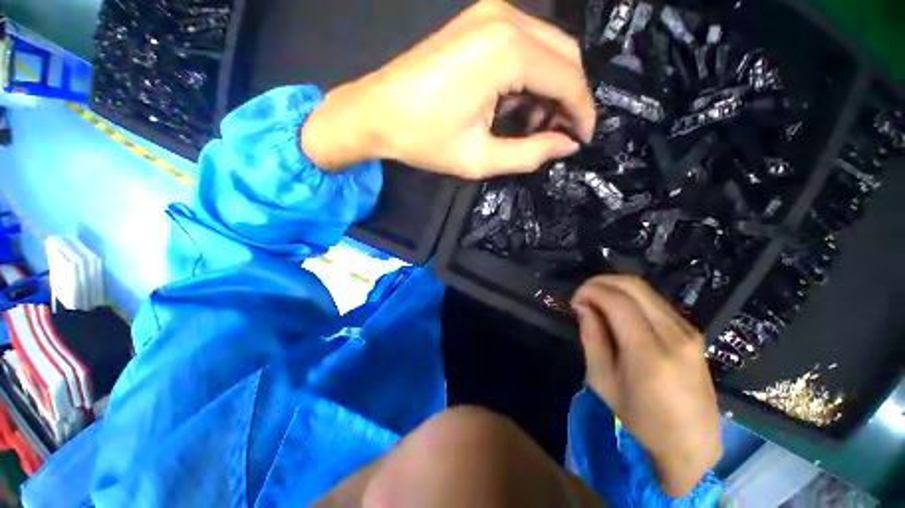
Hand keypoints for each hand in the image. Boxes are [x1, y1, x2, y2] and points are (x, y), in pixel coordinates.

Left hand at [302, 0, 595, 177]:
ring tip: (533, 125)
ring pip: (547, 49)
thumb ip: (530, 153)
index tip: (582, 140)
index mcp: (508, 51)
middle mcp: (506, 19)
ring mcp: (490, 14)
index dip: (582, 113)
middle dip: (568, 99)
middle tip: (557, 135)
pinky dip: (530, 76)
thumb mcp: (480, 158)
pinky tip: (515, 105)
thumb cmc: (425, 140)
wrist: (376, 113)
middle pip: (564, 57)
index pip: (568, 79)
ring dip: (550, 88)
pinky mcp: (478, 22)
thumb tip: (567, 146)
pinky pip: (524, 45)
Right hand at [571, 276, 721, 497]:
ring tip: (597, 301)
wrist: (691, 441)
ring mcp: (687, 330)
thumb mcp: (603, 380)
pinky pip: (655, 301)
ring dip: (615, 287)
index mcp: (649, 353)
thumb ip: (592, 337)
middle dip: (601, 282)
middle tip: (583, 294)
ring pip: (645, 289)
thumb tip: (582, 306)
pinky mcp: (692, 331)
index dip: (590, 291)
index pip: (617, 301)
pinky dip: (631, 296)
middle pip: (633, 286)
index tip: (575, 300)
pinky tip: (618, 310)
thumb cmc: (640, 418)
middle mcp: (673, 334)